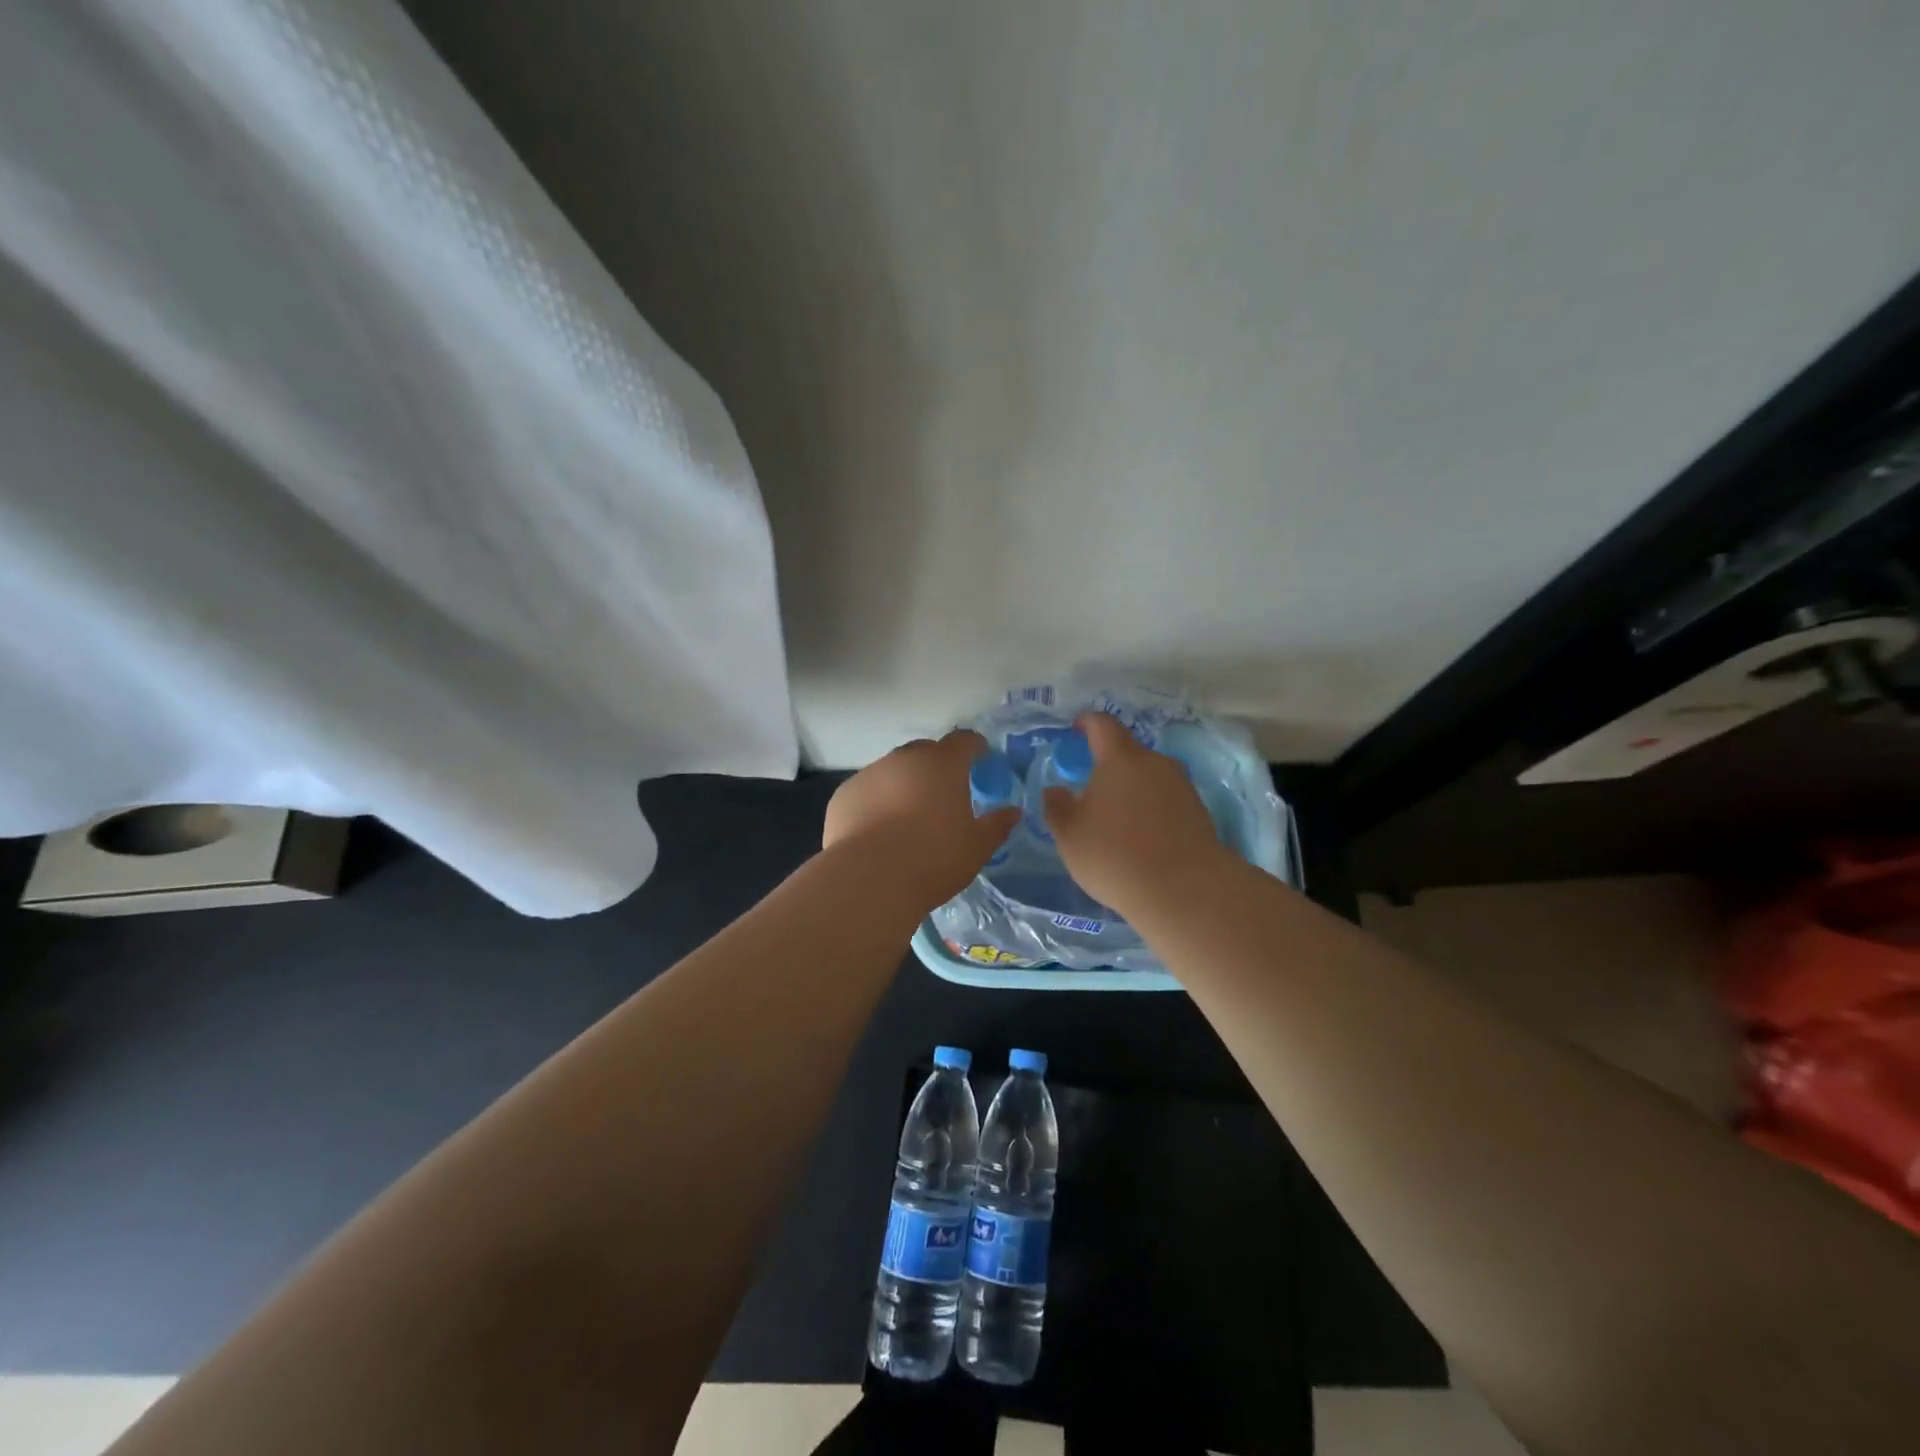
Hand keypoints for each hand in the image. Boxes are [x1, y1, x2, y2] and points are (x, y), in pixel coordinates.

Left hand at [823, 729, 1021, 909]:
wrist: (869, 880)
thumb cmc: (934, 858)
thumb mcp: (976, 847)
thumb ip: (996, 825)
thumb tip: (1013, 812)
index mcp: (942, 764)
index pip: (964, 740)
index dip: (974, 747)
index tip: (980, 757)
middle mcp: (905, 759)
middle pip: (925, 751)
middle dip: (937, 765)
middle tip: (945, 792)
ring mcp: (870, 774)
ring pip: (893, 771)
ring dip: (904, 784)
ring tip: (908, 816)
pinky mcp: (844, 795)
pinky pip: (868, 791)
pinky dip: (876, 802)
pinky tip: (879, 830)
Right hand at [1043, 712, 1231, 916]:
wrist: (1185, 890)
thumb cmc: (1115, 855)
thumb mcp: (1069, 835)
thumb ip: (1057, 807)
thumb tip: (1055, 790)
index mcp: (1120, 758)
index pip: (1102, 724)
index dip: (1086, 723)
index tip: (1075, 730)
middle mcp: (1155, 762)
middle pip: (1128, 752)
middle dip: (1107, 765)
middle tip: (1090, 791)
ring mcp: (1181, 786)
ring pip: (1148, 777)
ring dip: (1130, 790)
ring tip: (1115, 820)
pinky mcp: (1198, 811)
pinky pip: (1166, 800)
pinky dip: (1150, 810)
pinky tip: (1141, 838)